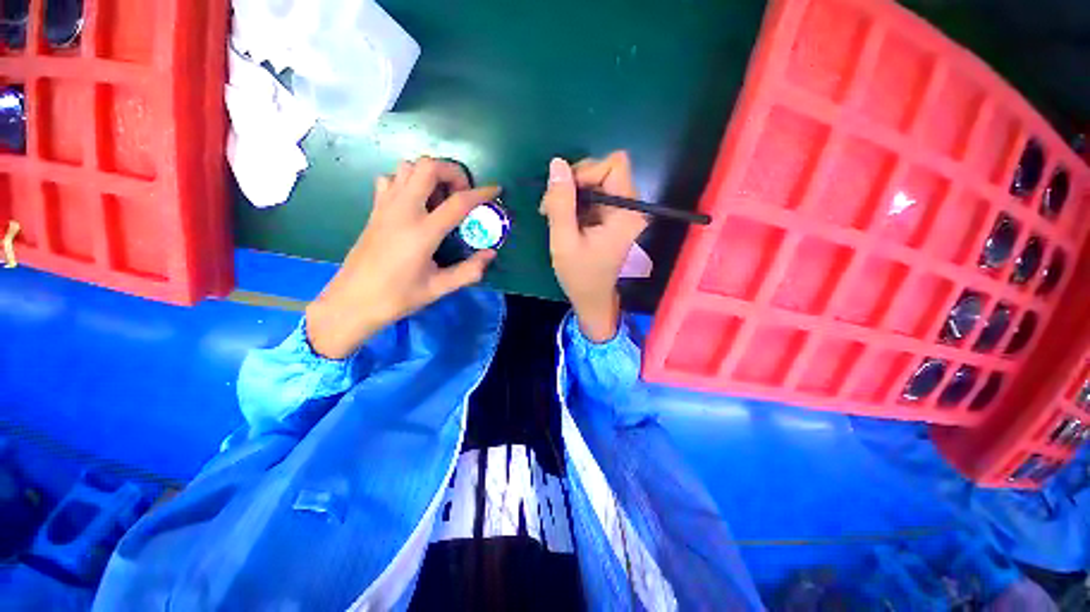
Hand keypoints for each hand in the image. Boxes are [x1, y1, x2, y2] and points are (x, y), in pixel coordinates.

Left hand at [306, 157, 498, 358]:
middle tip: (462, 193)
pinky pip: (392, 179)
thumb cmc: (398, 297)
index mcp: (422, 232)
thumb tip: (490, 254)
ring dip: (430, 174)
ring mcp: (385, 207)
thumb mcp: (439, 288)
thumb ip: (469, 271)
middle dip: (452, 172)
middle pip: (428, 167)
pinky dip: (408, 181)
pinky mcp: (375, 210)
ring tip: (441, 197)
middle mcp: (403, 211)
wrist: (353, 301)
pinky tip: (417, 202)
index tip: (495, 190)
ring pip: (408, 167)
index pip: (458, 202)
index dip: (481, 193)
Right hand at [540, 151, 647, 342]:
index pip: (614, 165)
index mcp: (626, 212)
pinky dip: (576, 201)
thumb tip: (557, 163)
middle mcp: (631, 206)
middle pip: (604, 169)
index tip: (564, 194)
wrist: (592, 298)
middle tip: (552, 206)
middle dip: (574, 183)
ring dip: (571, 193)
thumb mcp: (564, 241)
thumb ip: (560, 203)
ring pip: (596, 181)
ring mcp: (622, 211)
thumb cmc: (580, 275)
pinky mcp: (613, 216)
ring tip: (554, 214)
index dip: (586, 172)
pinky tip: (563, 218)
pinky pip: (594, 194)